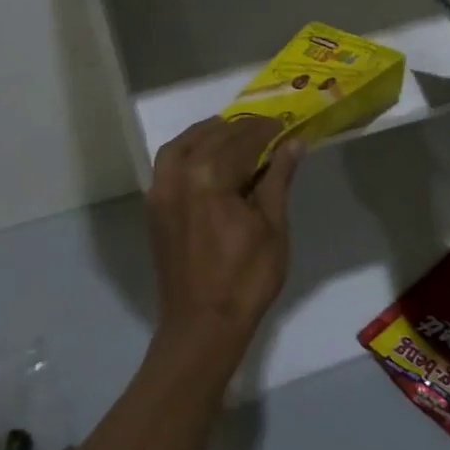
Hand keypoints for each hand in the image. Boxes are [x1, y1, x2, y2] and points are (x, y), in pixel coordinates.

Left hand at [146, 117, 304, 359]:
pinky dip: (188, 151)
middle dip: (240, 130)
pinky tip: (208, 159)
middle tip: (267, 129)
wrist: (203, 325)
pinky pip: (168, 165)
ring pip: (182, 146)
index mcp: (208, 178)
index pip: (241, 140)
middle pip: (211, 137)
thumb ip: (278, 178)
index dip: (266, 130)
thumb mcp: (272, 226)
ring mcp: (161, 192)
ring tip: (234, 136)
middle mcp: (178, 176)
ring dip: (209, 134)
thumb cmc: (246, 278)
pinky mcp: (155, 209)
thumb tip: (294, 143)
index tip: (285, 124)